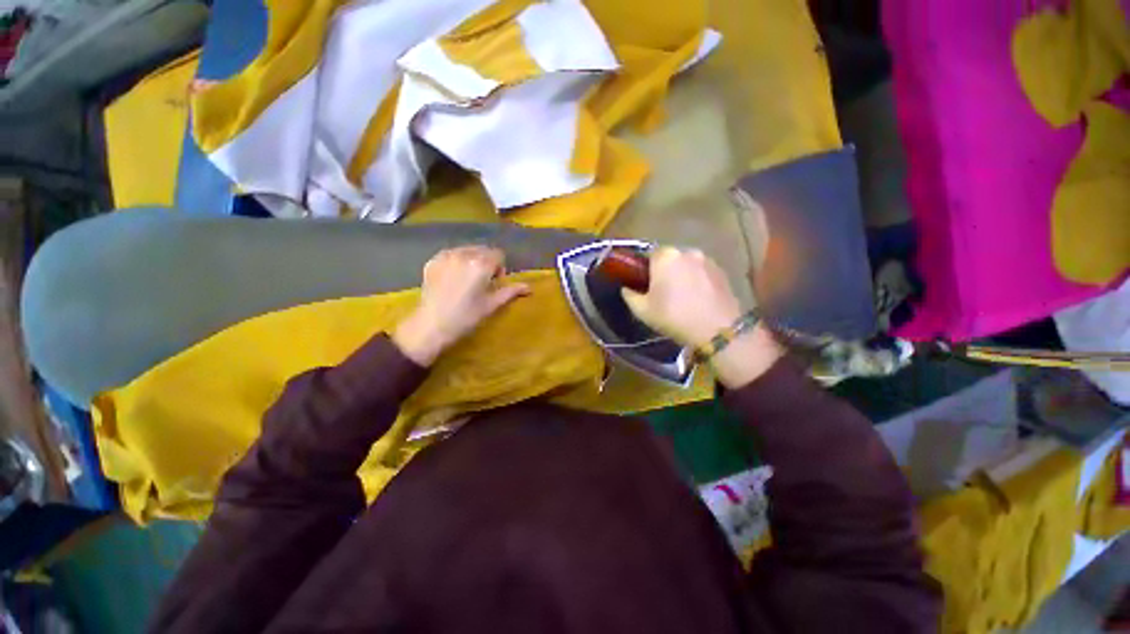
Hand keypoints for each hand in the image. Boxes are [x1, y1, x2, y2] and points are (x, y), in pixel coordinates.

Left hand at [393, 246, 529, 365]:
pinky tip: (452, 279)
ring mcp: (445, 256)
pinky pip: (450, 255)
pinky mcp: (432, 261)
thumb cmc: (466, 317)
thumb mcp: (491, 305)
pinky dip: (455, 262)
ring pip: (466, 250)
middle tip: (481, 283)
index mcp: (481, 264)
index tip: (494, 284)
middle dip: (486, 263)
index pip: (498, 255)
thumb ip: (510, 292)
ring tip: (466, 281)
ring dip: (471, 261)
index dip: (500, 269)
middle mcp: (464, 254)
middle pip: (483, 250)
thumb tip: (529, 288)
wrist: (431, 326)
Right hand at [622, 247, 782, 387]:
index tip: (646, 285)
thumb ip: (630, 296)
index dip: (646, 270)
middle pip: (670, 258)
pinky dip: (698, 280)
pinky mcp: (722, 271)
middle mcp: (687, 251)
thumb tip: (626, 288)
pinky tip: (698, 298)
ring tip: (683, 296)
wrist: (717, 330)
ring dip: (682, 275)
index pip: (649, 255)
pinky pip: (702, 271)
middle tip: (663, 292)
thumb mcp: (643, 311)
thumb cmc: (674, 317)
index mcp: (665, 257)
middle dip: (665, 271)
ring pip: (687, 264)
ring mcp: (707, 260)